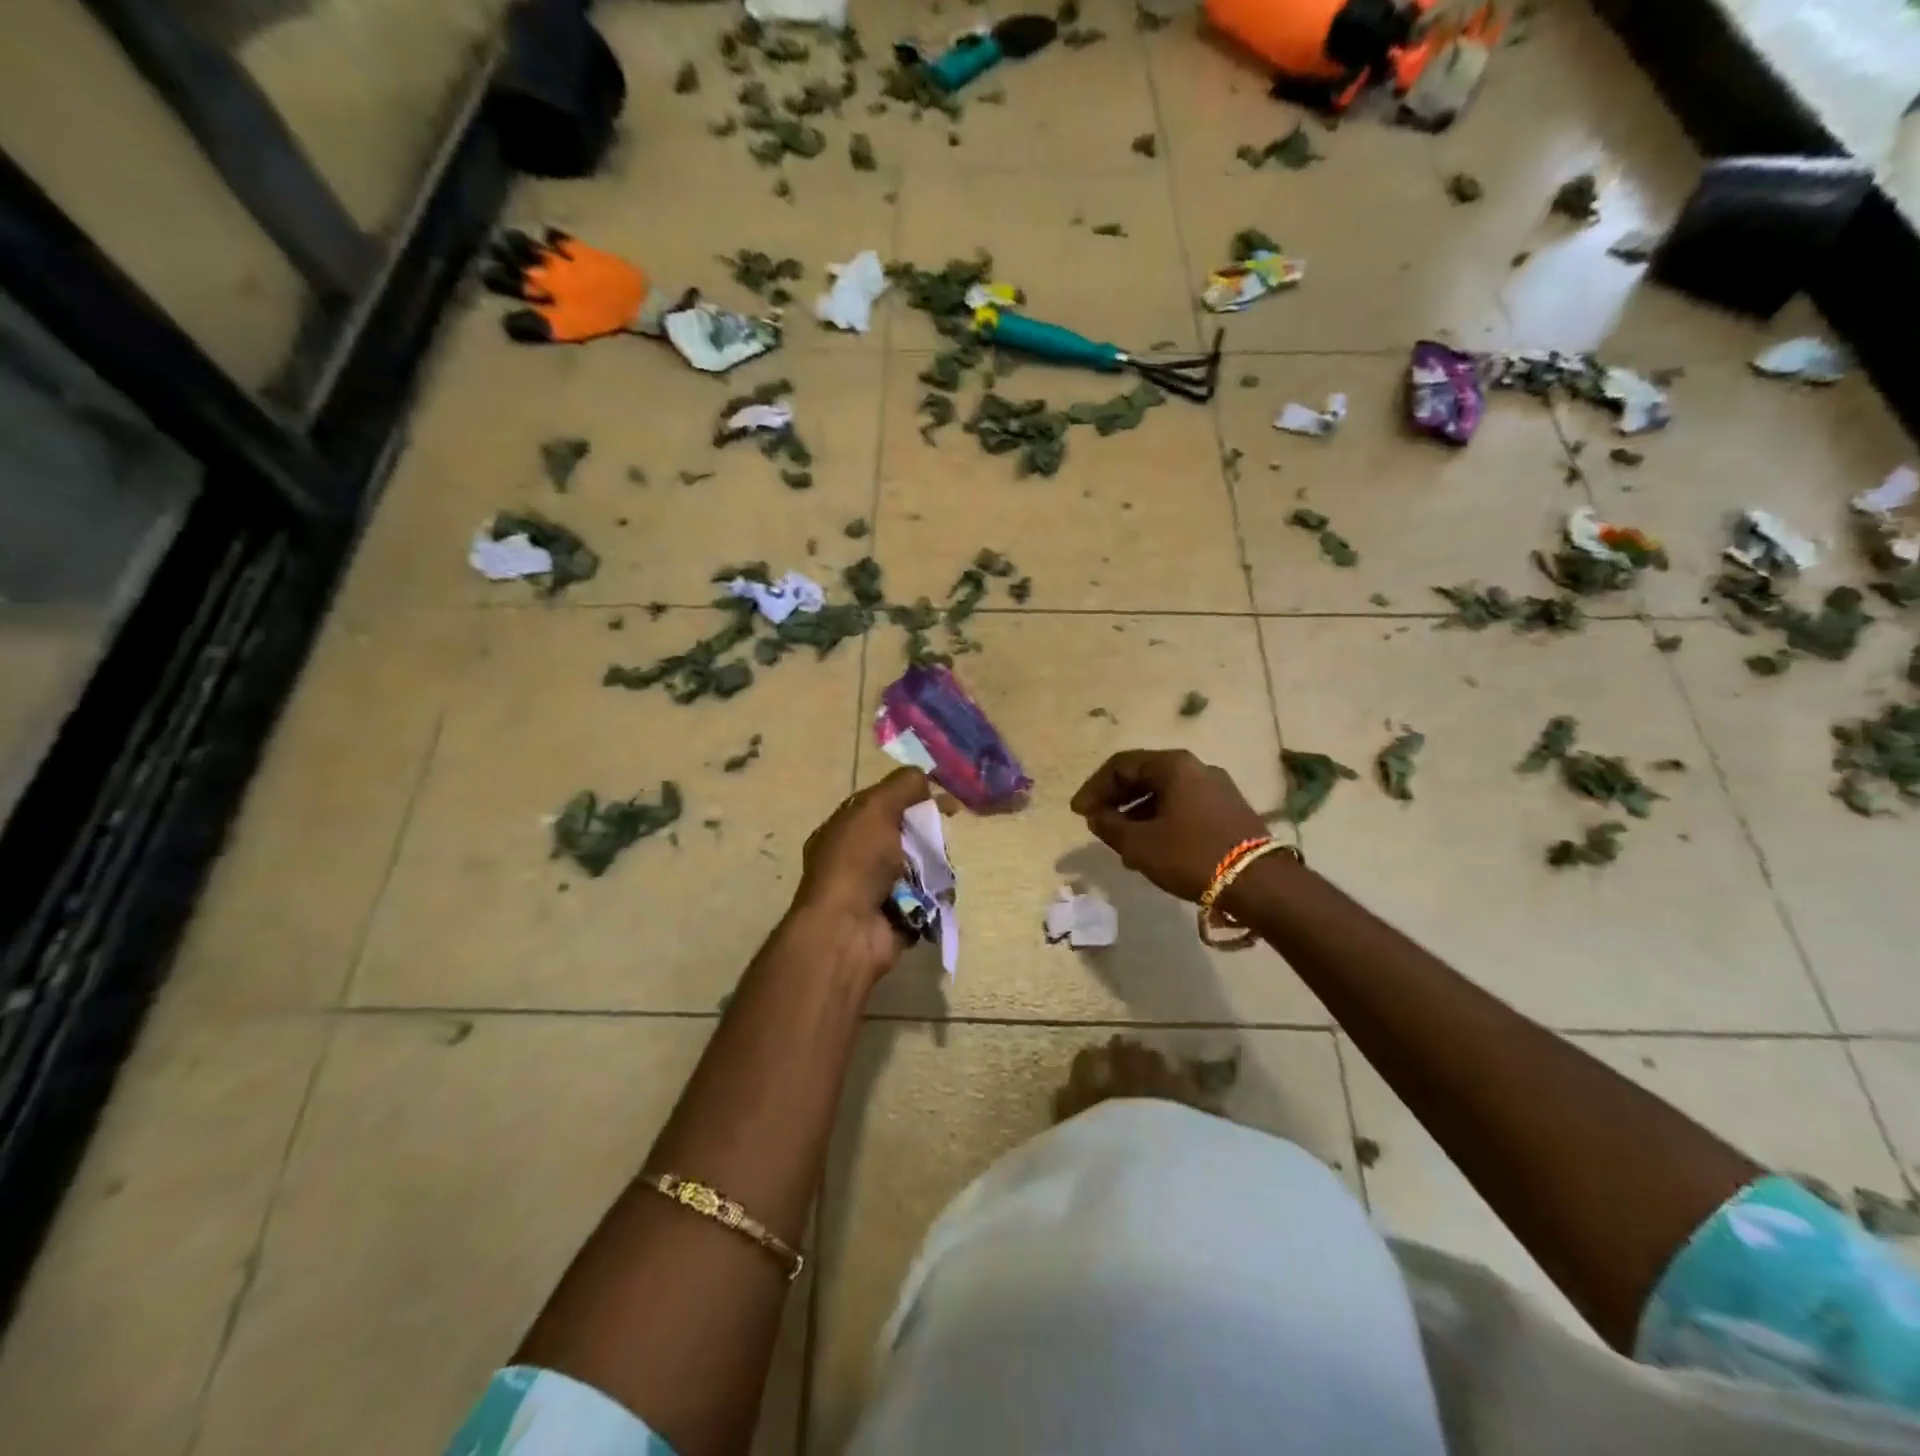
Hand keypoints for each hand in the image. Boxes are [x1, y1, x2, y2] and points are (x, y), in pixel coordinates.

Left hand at [788, 768, 933, 983]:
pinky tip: (938, 893)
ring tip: (939, 870)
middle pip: (906, 835)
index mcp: (845, 829)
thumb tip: (925, 779)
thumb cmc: (856, 863)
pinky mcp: (897, 916)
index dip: (912, 797)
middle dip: (927, 835)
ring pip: (920, 867)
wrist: (848, 931)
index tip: (944, 801)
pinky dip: (935, 896)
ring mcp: (876, 890)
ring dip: (934, 867)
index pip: (883, 804)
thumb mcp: (875, 809)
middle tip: (941, 837)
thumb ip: (902, 786)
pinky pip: (926, 898)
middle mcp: (857, 859)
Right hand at [1070, 749, 1269, 903]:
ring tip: (1120, 842)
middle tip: (1096, 822)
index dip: (1094, 788)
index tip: (1078, 812)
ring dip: (1136, 814)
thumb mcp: (1140, 844)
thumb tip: (1097, 816)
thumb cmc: (1191, 855)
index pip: (1121, 765)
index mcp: (1173, 765)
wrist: (1260, 883)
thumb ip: (1110, 826)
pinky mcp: (1229, 811)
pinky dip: (1160, 821)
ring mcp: (1217, 789)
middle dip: (1115, 800)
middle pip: (1144, 776)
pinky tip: (1150, 848)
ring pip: (1164, 794)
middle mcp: (1196, 768)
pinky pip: (1183, 808)